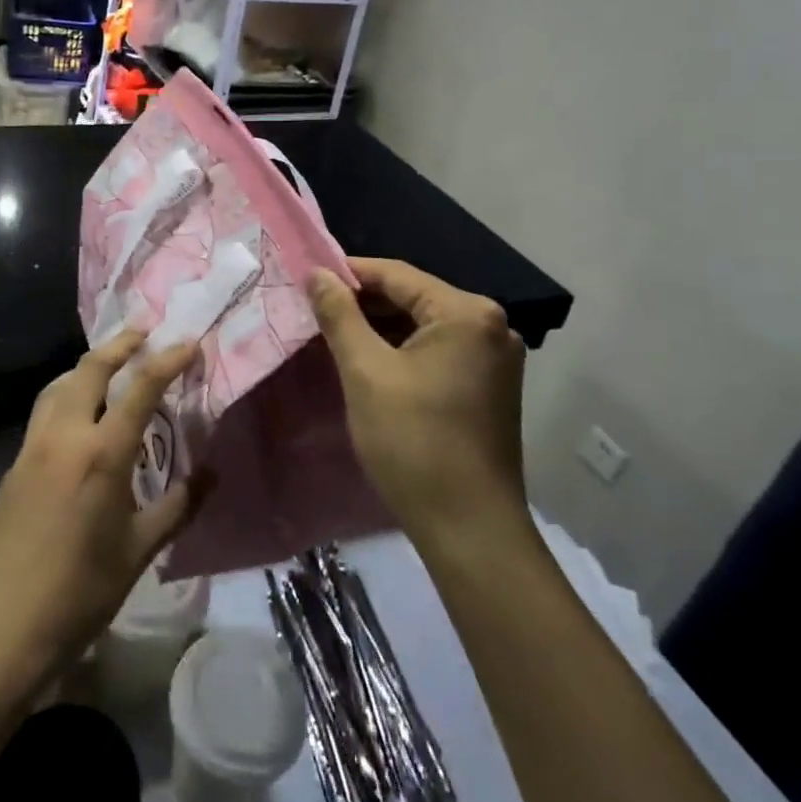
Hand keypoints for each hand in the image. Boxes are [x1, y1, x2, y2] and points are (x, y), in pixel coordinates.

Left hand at [0, 330, 201, 691]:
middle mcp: (63, 436)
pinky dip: (65, 395)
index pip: (140, 388)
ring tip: (109, 366)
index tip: (188, 343)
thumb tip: (211, 476)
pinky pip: (43, 413)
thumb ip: (178, 507)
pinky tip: (77, 417)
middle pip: (90, 369)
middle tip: (143, 332)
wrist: (1, 630)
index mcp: (101, 453)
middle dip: (119, 344)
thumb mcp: (139, 551)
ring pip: (58, 385)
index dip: (167, 360)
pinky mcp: (13, 465)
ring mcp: (32, 447)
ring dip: (86, 366)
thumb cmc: (81, 593)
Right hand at [309, 258, 527, 541]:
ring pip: (423, 326)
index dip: (348, 274)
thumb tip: (316, 273)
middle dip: (362, 303)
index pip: (396, 274)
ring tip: (333, 334)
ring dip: (379, 328)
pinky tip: (368, 361)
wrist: (469, 529)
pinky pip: (436, 350)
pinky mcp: (489, 386)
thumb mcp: (365, 372)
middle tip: (314, 311)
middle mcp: (490, 326)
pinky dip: (401, 351)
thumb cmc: (413, 442)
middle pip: (413, 298)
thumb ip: (339, 315)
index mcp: (467, 313)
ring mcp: (494, 358)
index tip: (306, 279)